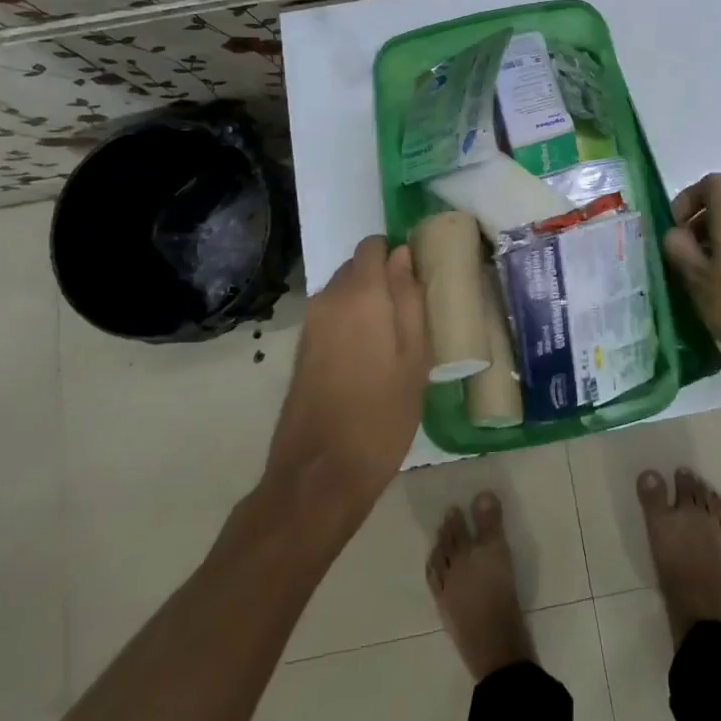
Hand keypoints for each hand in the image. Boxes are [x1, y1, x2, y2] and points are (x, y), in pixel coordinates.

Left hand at [262, 236, 429, 531]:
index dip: (396, 255)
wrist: (320, 474)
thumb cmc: (381, 414)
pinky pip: (333, 317)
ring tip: (395, 341)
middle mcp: (328, 299)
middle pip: (357, 268)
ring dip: (367, 304)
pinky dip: (352, 324)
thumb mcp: (415, 356)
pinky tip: (370, 359)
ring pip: (344, 293)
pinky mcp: (303, 350)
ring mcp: (310, 325)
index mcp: (359, 294)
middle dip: (383, 280)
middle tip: (412, 314)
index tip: (418, 280)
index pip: (372, 246)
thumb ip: (410, 299)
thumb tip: (403, 256)